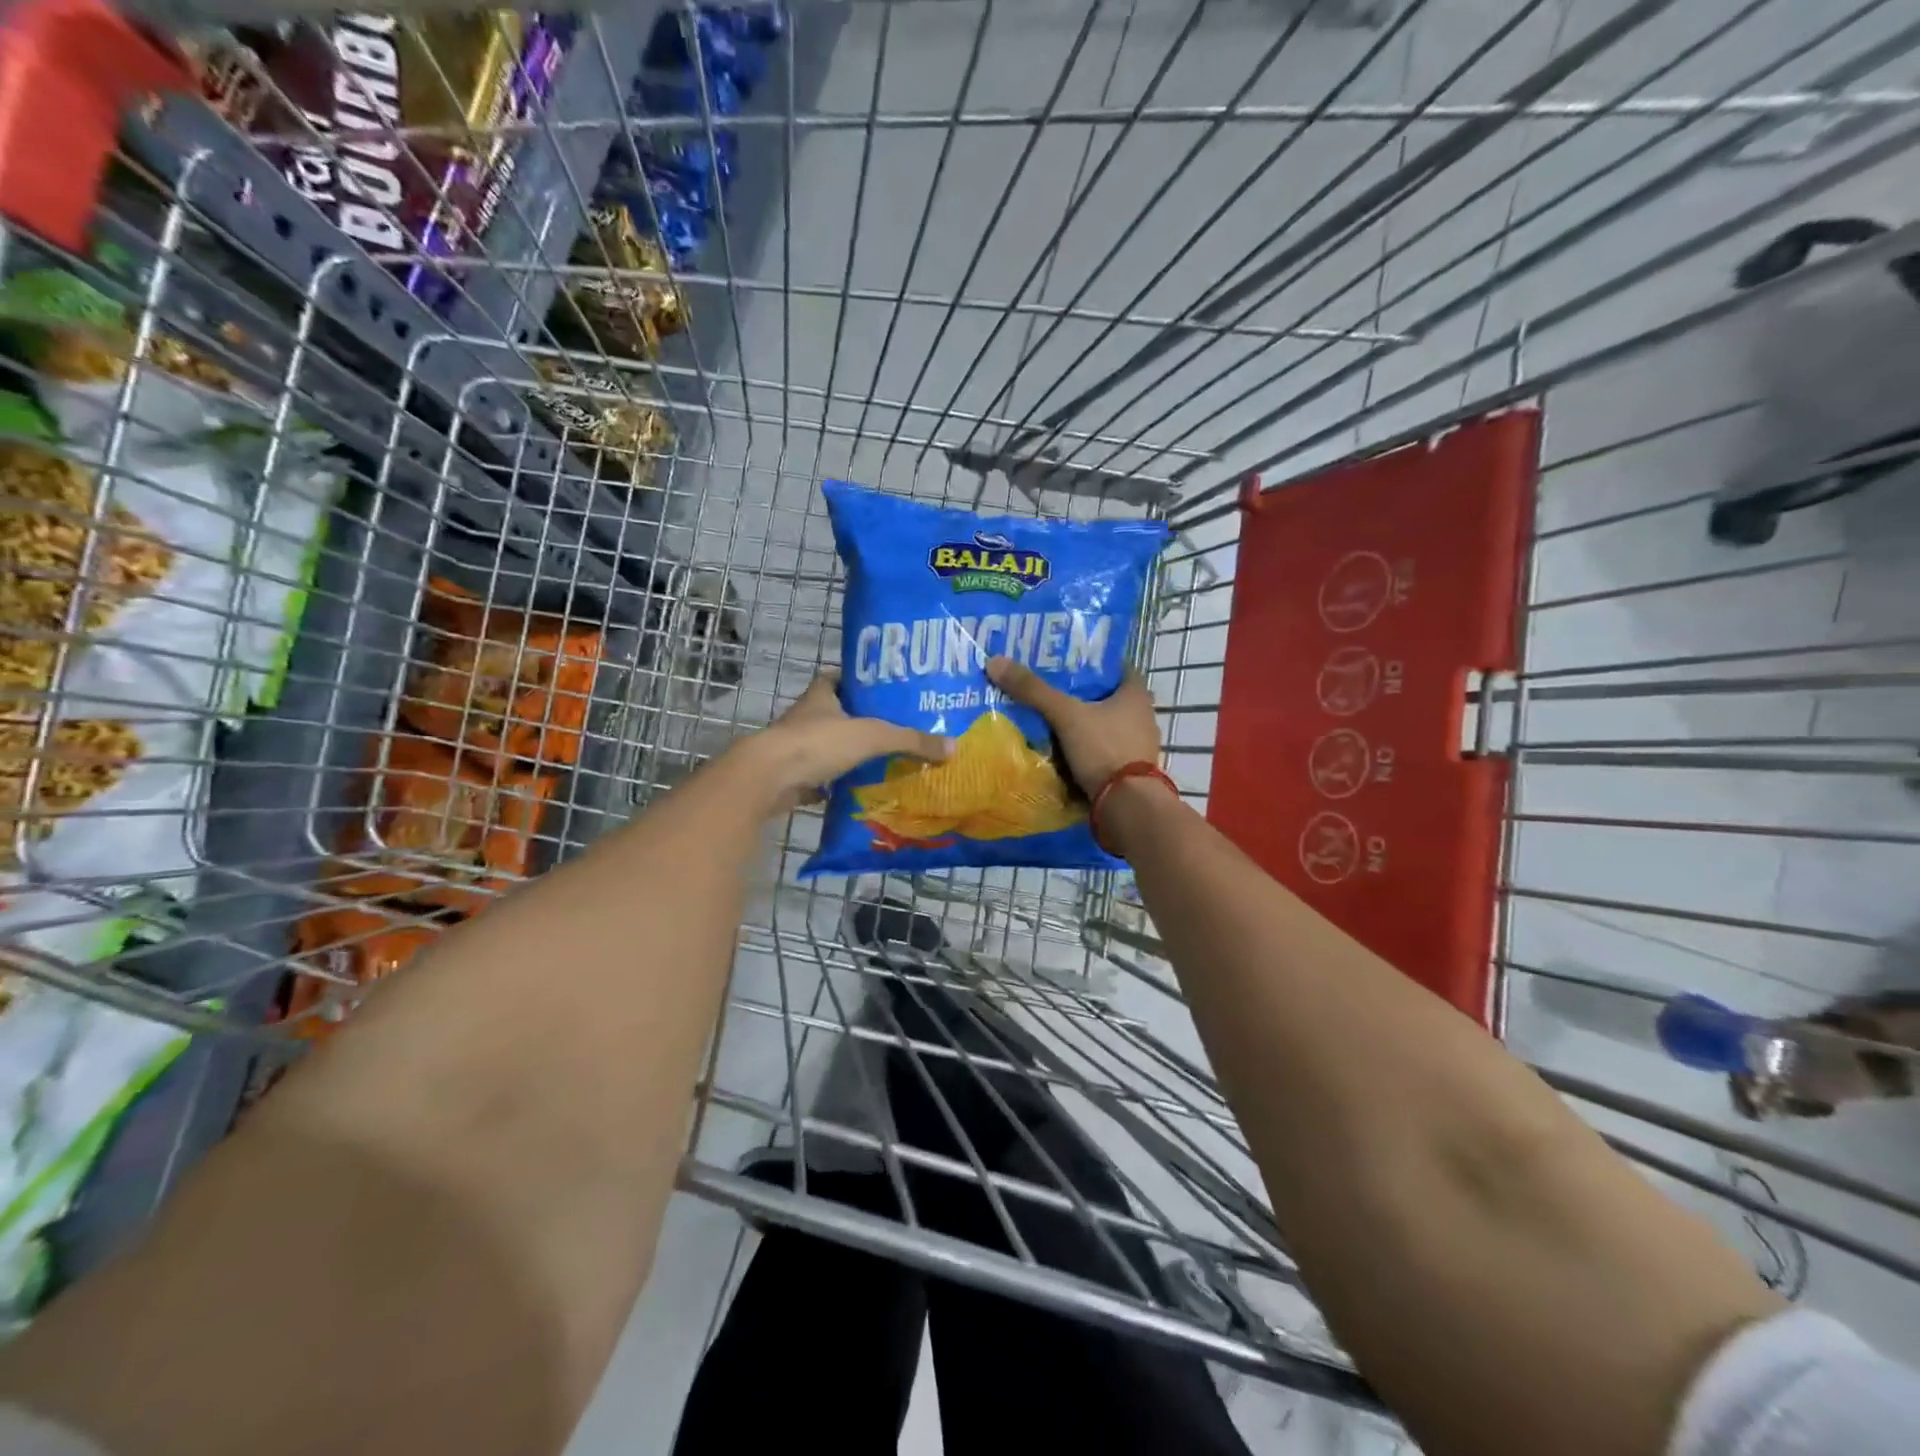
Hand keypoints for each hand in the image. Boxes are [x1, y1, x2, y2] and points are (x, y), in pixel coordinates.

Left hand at [741, 670, 951, 811]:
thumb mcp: (873, 736)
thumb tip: (953, 747)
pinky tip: (859, 791)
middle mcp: (806, 717)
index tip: (884, 689)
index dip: (859, 681)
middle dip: (860, 721)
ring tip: (884, 761)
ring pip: (828, 747)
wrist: (769, 778)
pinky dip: (837, 785)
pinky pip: (821, 779)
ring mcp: (796, 749)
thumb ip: (911, 740)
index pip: (840, 678)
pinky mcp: (792, 778)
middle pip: (836, 714)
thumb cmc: (818, 743)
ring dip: (849, 754)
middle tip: (894, 730)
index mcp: (822, 696)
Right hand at [985, 656, 1160, 796]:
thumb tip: (995, 662)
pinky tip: (1061, 749)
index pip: (1114, 666)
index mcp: (1135, 694)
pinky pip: (1102, 750)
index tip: (1062, 661)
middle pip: (1106, 697)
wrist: (1127, 805)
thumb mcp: (1066, 716)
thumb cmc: (1104, 749)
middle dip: (1079, 694)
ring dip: (1081, 723)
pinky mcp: (1129, 770)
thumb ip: (1033, 691)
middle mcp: (1142, 716)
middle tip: (1047, 688)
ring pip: (1103, 725)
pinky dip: (1084, 747)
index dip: (1089, 661)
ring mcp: (1137, 745)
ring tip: (1049, 719)